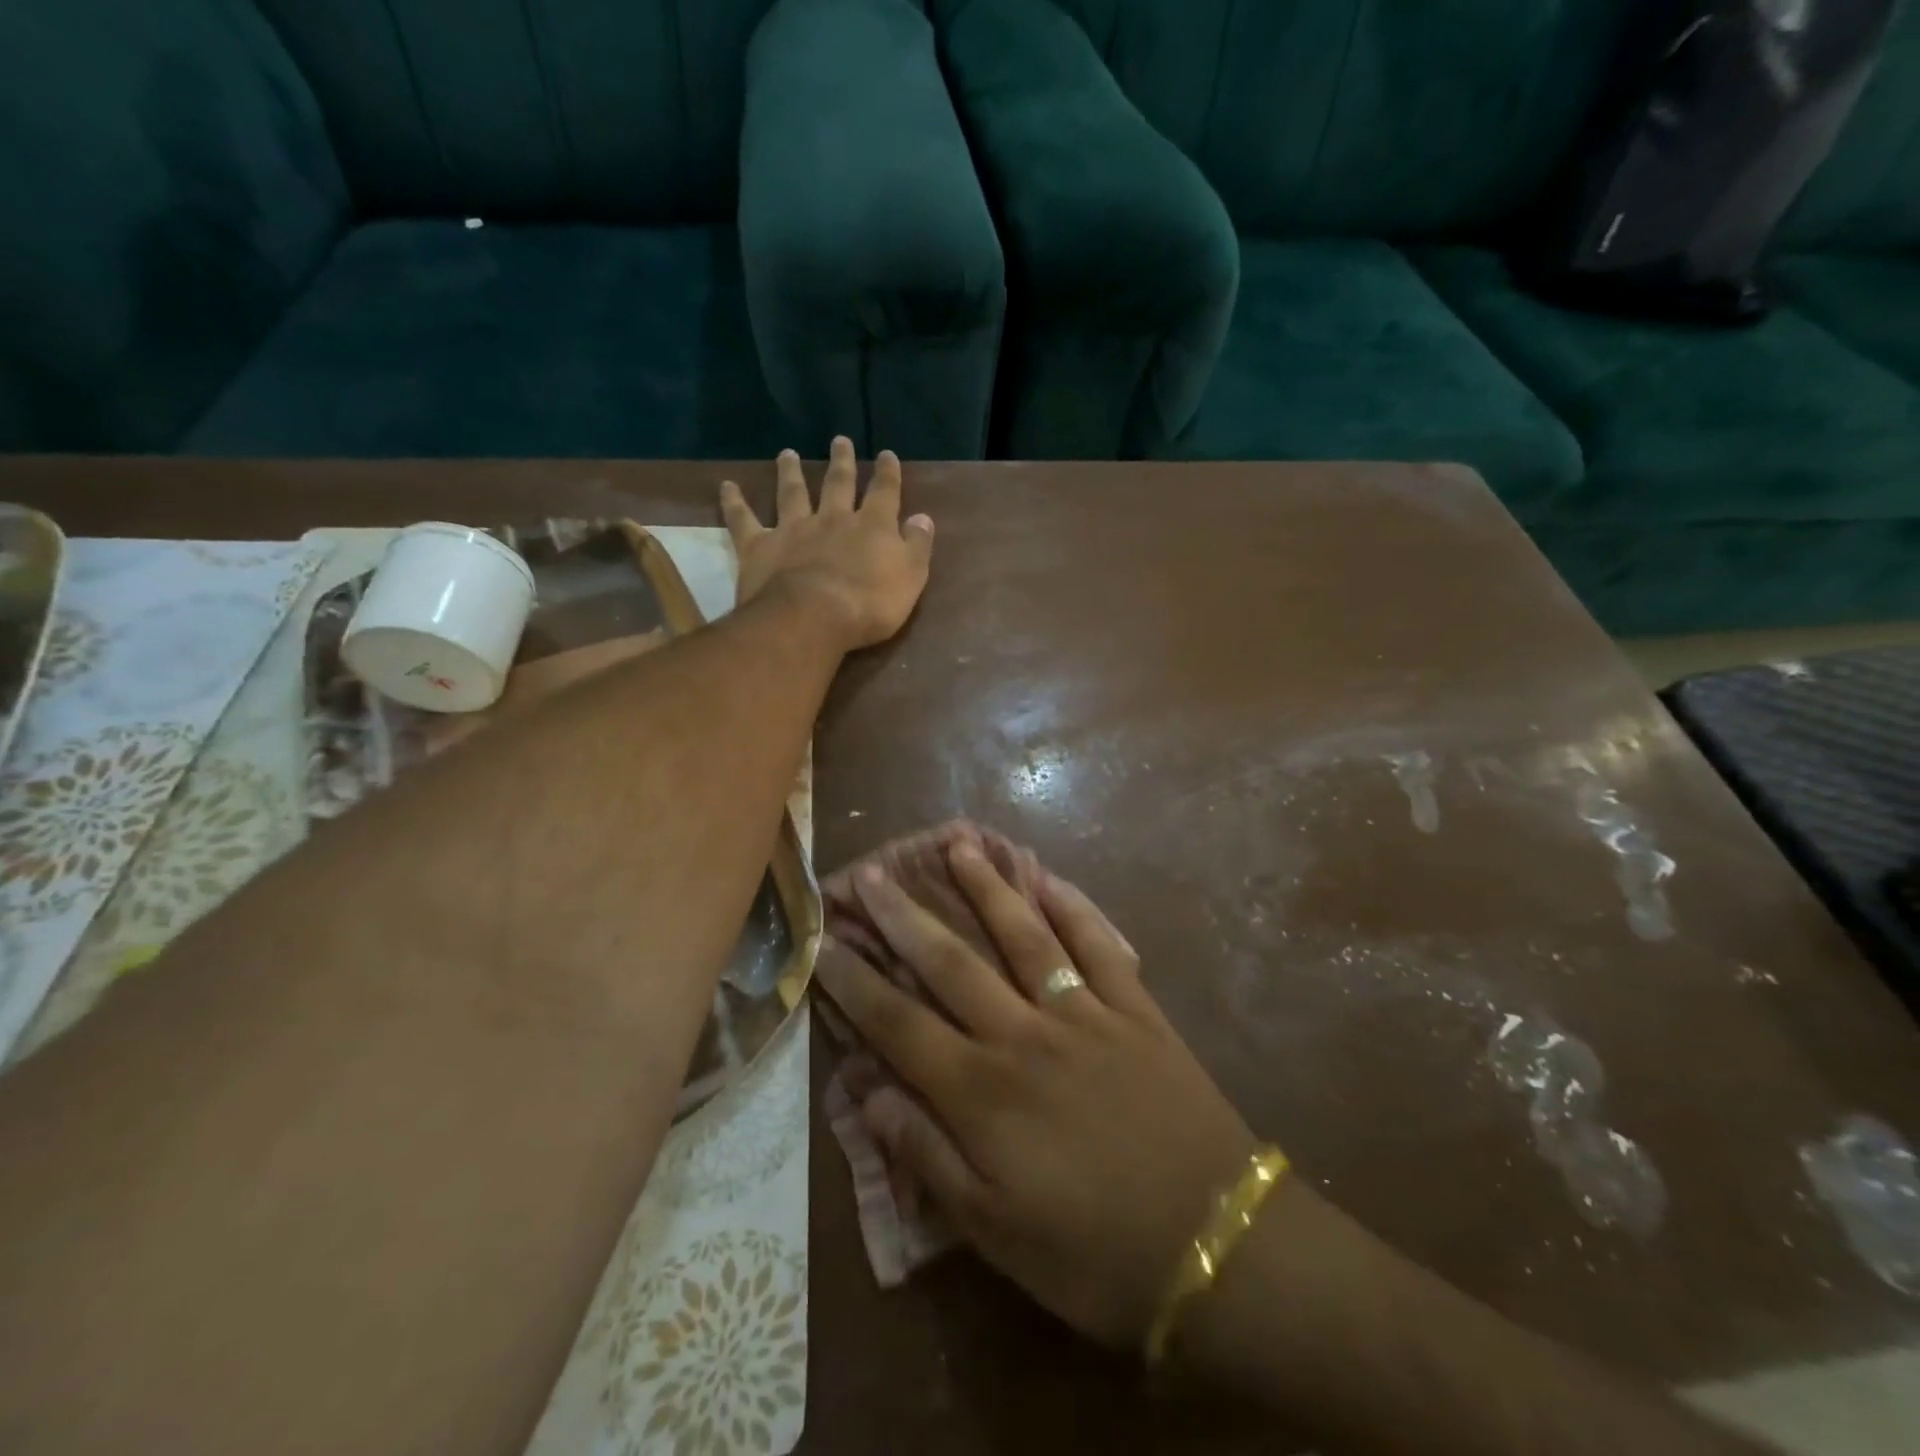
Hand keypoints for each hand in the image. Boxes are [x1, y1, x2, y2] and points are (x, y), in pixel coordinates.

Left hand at [720, 437, 933, 651]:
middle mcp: (832, 519)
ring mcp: (793, 529)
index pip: (884, 492)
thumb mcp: (910, 578)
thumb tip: (923, 517)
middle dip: (841, 462)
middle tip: (840, 440)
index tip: (887, 455)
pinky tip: (726, 487)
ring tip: (788, 455)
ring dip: (791, 473)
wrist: (813, 617)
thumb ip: (917, 545)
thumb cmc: (870, 604)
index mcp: (872, 526)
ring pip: (792, 493)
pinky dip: (734, 503)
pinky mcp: (760, 547)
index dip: (887, 473)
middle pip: (838, 484)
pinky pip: (744, 520)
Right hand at [814, 836, 1257, 1346]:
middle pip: (951, 962)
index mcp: (982, 1093)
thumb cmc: (1094, 1256)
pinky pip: (1099, 945)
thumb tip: (869, 1096)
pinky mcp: (1135, 1009)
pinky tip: (1048, 877)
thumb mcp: (995, 1233)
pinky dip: (1073, 907)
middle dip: (904, 915)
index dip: (855, 981)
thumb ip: (927, 1158)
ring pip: (1023, 936)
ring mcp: (1084, 1014)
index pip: (899, 1023)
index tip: (824, 941)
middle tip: (872, 871)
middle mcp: (1024, 1035)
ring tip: (957, 845)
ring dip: (986, 888)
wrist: (1220, 1247)